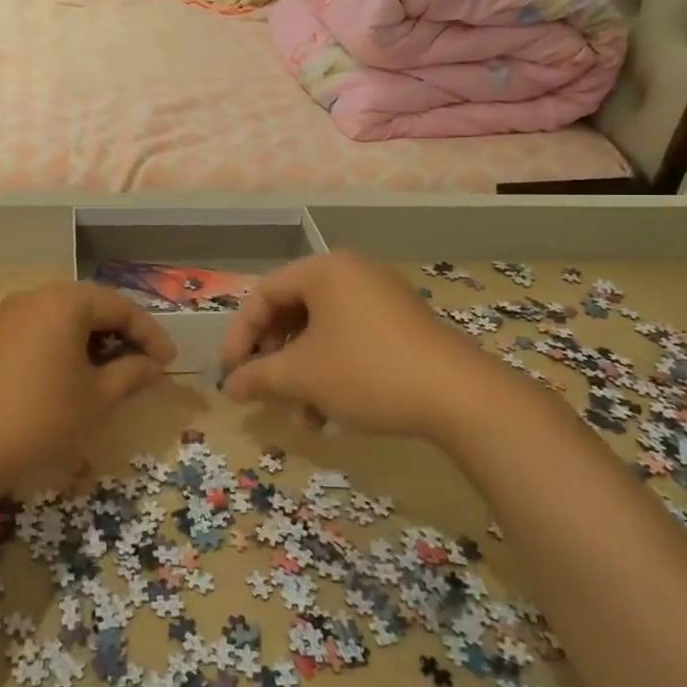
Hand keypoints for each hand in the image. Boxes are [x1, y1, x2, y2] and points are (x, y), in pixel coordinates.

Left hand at [0, 281, 175, 481]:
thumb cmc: (41, 417)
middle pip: (92, 306)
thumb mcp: (97, 398)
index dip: (150, 334)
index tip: (169, 363)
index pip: (120, 307)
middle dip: (122, 333)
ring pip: (65, 318)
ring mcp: (9, 316)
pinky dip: (66, 347)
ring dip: (94, 340)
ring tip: (113, 372)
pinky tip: (75, 376)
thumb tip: (153, 365)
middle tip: (145, 364)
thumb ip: (131, 374)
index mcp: (65, 302)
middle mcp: (36, 297)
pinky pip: (42, 330)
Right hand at [218, 251, 491, 438]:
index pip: (263, 294)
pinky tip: (330, 412)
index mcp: (323, 270)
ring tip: (302, 416)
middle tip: (263, 389)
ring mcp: (381, 296)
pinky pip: (350, 338)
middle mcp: (351, 272)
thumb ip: (258, 376)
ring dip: (303, 373)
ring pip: (321, 331)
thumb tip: (229, 386)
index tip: (229, 373)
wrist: (458, 396)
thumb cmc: (366, 371)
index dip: (239, 336)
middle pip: (292, 311)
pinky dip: (332, 370)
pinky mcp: (401, 323)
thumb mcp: (302, 375)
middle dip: (274, 358)